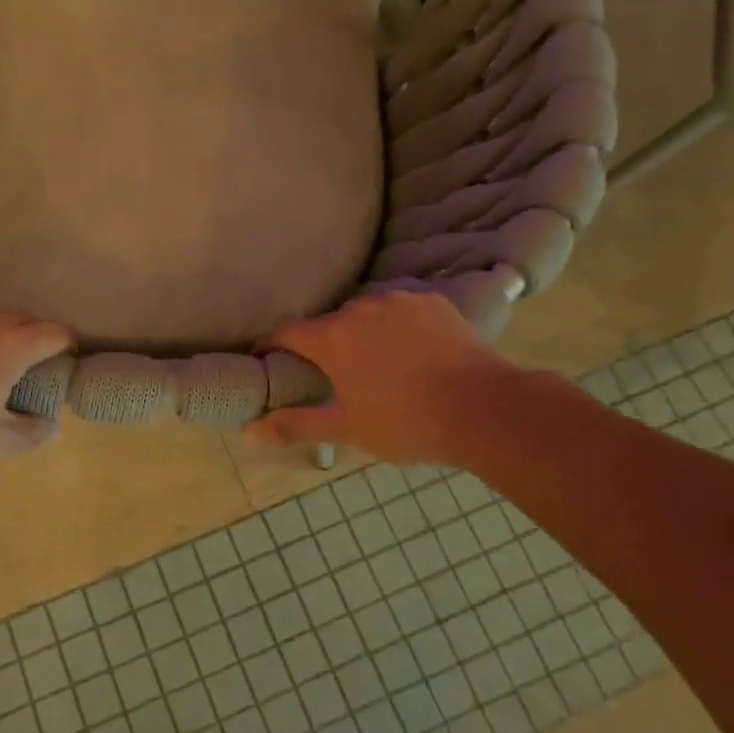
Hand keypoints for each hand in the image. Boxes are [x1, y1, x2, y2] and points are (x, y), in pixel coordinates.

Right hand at [248, 292, 526, 466]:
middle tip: (338, 375)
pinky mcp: (431, 301)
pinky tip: (415, 352)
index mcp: (331, 338)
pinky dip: (398, 326)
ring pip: (367, 313)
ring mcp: (398, 300)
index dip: (270, 344)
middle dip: (326, 344)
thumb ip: (296, 425)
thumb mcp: (347, 430)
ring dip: (363, 332)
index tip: (267, 358)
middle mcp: (359, 309)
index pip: (285, 332)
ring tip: (381, 363)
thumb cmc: (406, 423)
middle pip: (329, 323)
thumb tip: (249, 432)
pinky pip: (402, 310)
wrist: (484, 409)